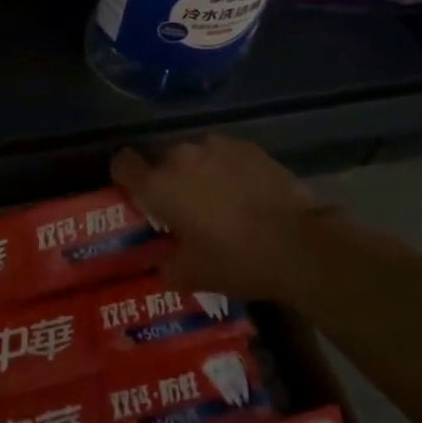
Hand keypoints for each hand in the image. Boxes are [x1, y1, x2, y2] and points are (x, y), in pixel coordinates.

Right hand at [111, 135, 323, 303]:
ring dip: (198, 172)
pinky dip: (228, 169)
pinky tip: (246, 193)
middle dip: (167, 180)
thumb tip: (162, 262)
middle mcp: (181, 156)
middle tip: (183, 209)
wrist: (298, 243)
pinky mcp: (248, 146)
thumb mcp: (194, 276)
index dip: (124, 176)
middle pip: (161, 160)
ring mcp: (216, 146)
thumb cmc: (236, 260)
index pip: (123, 164)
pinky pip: (225, 155)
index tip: (133, 192)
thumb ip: (168, 265)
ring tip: (219, 200)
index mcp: (159, 185)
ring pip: (195, 155)